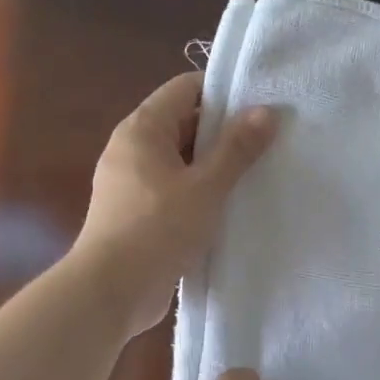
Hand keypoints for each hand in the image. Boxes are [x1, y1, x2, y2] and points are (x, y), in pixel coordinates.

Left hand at [72, 74, 276, 334]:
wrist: (111, 291)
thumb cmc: (158, 229)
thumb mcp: (206, 187)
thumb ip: (237, 148)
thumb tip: (266, 111)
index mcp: (143, 129)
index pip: (185, 88)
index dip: (223, 93)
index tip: (260, 108)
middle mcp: (132, 148)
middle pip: (183, 123)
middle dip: (223, 132)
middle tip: (268, 143)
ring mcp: (131, 182)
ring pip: (180, 160)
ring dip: (214, 166)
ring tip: (257, 175)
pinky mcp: (136, 213)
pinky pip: (174, 189)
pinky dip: (199, 192)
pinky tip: (229, 207)